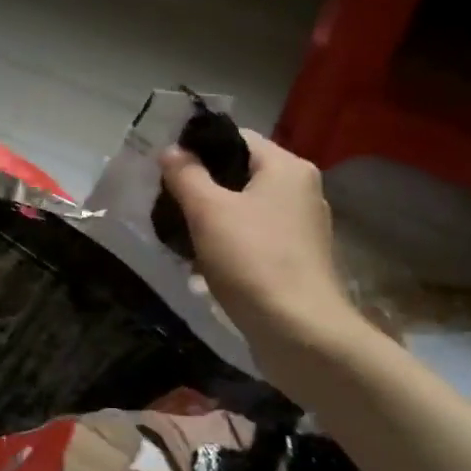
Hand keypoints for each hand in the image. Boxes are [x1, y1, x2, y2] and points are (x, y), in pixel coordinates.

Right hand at [159, 131, 355, 364]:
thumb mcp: (208, 212)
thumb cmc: (252, 261)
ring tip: (182, 236)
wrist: (300, 332)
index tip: (166, 169)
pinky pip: (257, 239)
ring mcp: (304, 227)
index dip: (199, 148)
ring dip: (215, 220)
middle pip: (242, 174)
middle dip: (204, 188)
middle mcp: (302, 190)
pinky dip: (232, 244)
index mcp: (287, 167)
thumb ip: (186, 175)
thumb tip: (171, 151)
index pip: (237, 138)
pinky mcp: (299, 260)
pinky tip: (207, 264)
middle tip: (169, 204)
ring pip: (248, 209)